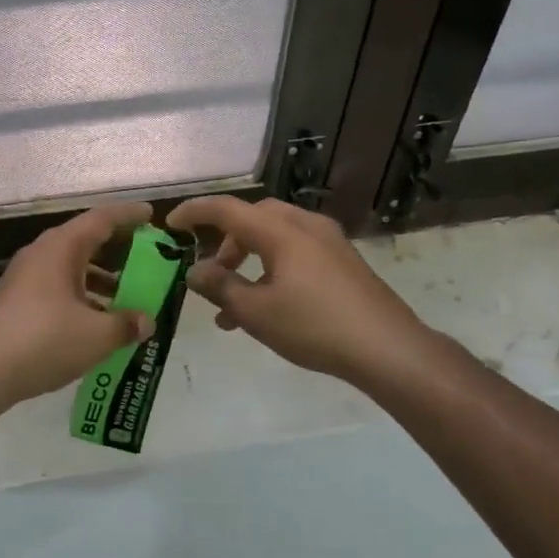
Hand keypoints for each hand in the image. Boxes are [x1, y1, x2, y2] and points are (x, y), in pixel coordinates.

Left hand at [0, 202, 158, 405]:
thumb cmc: (44, 340)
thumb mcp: (96, 335)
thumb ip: (126, 325)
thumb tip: (146, 321)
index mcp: (60, 248)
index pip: (101, 219)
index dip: (128, 215)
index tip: (151, 215)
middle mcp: (41, 254)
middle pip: (85, 241)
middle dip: (116, 249)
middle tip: (145, 257)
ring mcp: (25, 278)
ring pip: (70, 268)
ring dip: (99, 278)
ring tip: (126, 296)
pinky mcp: (17, 302)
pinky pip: (57, 287)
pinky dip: (81, 296)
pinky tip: (95, 322)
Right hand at [166, 196, 429, 386]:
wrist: (388, 348)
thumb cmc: (315, 326)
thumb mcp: (257, 312)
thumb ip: (220, 288)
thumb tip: (194, 272)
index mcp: (281, 230)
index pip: (227, 209)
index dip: (195, 213)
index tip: (170, 226)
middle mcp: (305, 225)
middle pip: (254, 219)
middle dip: (226, 242)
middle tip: (211, 272)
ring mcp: (329, 241)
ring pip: (275, 237)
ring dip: (249, 261)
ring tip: (233, 305)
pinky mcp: (343, 261)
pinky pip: (296, 252)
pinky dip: (273, 268)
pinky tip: (268, 308)